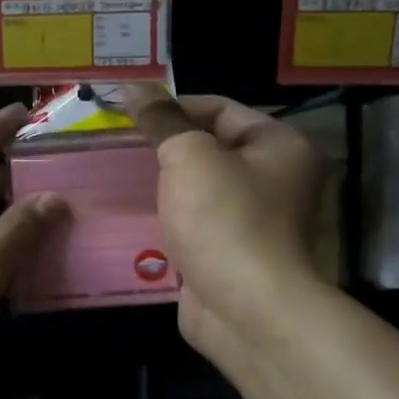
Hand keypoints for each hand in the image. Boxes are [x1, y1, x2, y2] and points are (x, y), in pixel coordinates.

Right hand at [120, 89, 326, 368]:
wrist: (247, 311)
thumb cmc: (225, 220)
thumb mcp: (189, 156)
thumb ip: (162, 120)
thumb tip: (134, 87)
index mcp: (281, 146)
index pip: (222, 108)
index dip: (174, 106)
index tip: (130, 113)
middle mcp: (277, 180)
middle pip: (212, 149)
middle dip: (165, 147)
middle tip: (119, 145)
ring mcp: (256, 222)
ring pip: (200, 190)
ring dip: (163, 186)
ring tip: (117, 177)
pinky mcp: (232, 255)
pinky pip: (195, 225)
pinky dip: (168, 220)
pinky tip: (131, 217)